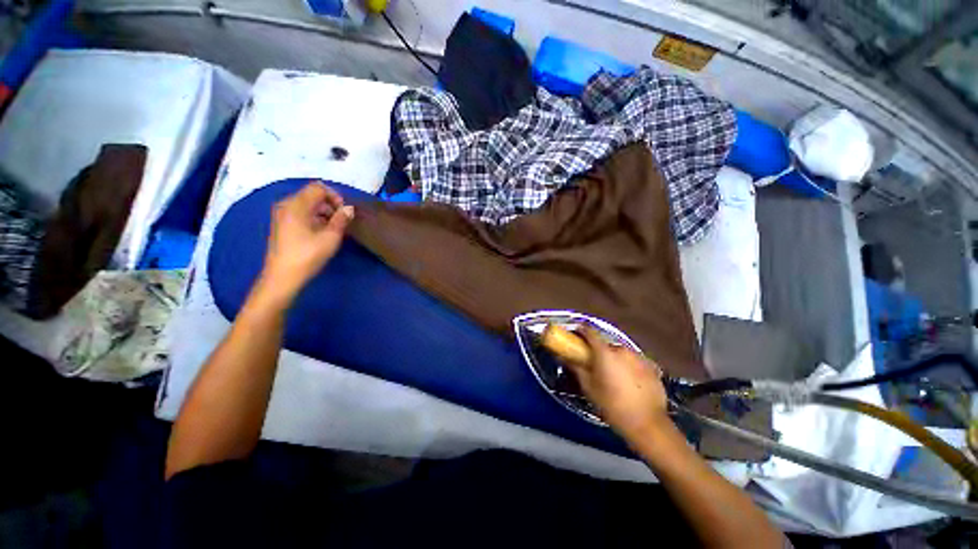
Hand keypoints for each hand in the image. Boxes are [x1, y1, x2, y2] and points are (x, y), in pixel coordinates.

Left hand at [258, 181, 353, 303]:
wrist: (283, 277)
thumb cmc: (308, 255)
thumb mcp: (330, 237)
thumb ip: (341, 219)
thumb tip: (349, 208)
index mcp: (296, 205)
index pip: (318, 188)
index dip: (335, 197)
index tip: (344, 213)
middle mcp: (286, 205)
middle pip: (312, 195)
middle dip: (330, 205)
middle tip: (342, 222)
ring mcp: (282, 215)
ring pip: (307, 205)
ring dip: (323, 213)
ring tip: (334, 229)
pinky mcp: (282, 225)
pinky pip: (301, 213)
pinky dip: (314, 218)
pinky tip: (322, 233)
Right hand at [566, 328, 671, 442]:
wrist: (647, 424)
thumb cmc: (612, 405)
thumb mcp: (588, 387)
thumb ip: (576, 368)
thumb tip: (563, 356)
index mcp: (604, 352)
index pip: (590, 331)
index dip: (581, 331)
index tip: (575, 336)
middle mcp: (622, 349)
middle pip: (606, 345)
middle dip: (599, 352)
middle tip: (595, 365)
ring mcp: (639, 357)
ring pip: (622, 354)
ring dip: (615, 360)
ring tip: (614, 377)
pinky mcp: (652, 367)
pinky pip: (635, 362)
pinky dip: (629, 368)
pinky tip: (630, 383)